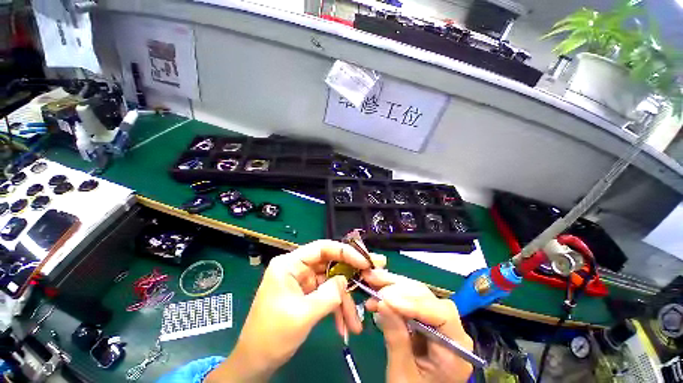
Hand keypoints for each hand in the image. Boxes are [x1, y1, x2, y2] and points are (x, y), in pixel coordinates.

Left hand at [207, 240, 385, 382]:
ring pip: (331, 283)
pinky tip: (344, 326)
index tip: (365, 262)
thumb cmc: (272, 336)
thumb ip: (329, 294)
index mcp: (290, 264)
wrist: (255, 362)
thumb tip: (345, 280)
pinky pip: (327, 295)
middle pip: (330, 264)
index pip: (322, 248)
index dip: (345, 252)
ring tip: (356, 323)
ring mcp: (303, 281)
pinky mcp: (307, 294)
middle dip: (350, 276)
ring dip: (344, 301)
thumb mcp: (303, 314)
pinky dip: (337, 309)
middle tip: (372, 278)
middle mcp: (297, 267)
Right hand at [363, 269, 472, 382]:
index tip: (386, 299)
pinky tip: (376, 295)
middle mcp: (451, 329)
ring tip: (371, 283)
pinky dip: (391, 294)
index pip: (442, 315)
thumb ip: (396, 339)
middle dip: (398, 289)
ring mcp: (438, 321)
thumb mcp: (403, 374)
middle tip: (373, 285)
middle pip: (428, 298)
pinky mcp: (425, 317)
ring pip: (417, 293)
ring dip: (392, 287)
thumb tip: (382, 303)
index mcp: (456, 349)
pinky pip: (408, 298)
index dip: (414, 303)